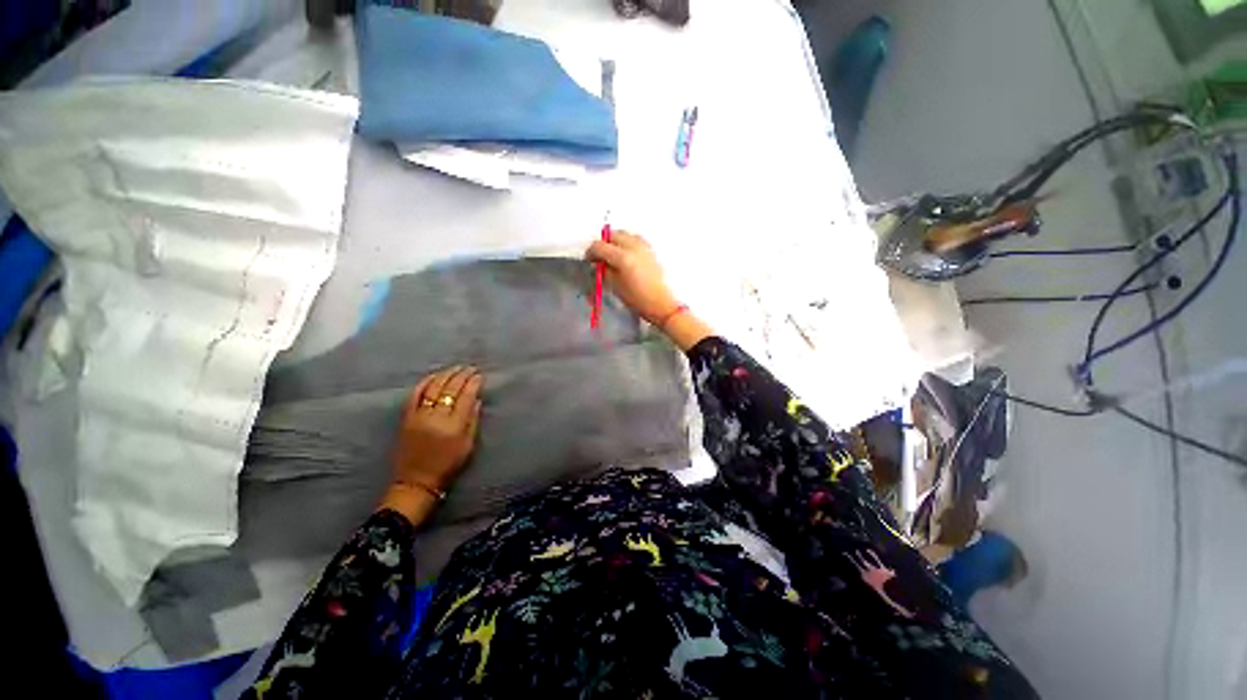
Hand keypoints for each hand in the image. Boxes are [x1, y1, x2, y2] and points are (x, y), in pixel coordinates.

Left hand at [379, 366, 482, 523]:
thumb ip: (473, 420)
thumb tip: (477, 399)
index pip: (466, 396)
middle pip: (450, 389)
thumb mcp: (468, 445)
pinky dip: (425, 382)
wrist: (416, 481)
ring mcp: (419, 416)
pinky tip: (434, 375)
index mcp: (454, 426)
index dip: (473, 383)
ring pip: (433, 387)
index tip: (480, 375)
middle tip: (470, 367)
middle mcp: (436, 417)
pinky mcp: (406, 418)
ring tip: (456, 368)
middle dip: (462, 375)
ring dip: (446, 374)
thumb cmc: (448, 465)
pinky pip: (415, 394)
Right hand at [586, 231, 679, 324]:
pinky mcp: (651, 250)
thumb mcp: (615, 286)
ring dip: (615, 241)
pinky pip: (635, 239)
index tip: (589, 261)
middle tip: (600, 257)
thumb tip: (599, 263)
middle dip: (604, 244)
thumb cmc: (636, 299)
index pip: (599, 246)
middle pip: (612, 235)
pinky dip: (627, 242)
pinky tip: (625, 254)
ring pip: (625, 234)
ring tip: (613, 255)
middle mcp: (633, 246)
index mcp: (622, 257)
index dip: (591, 252)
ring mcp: (644, 246)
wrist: (661, 304)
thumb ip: (604, 271)